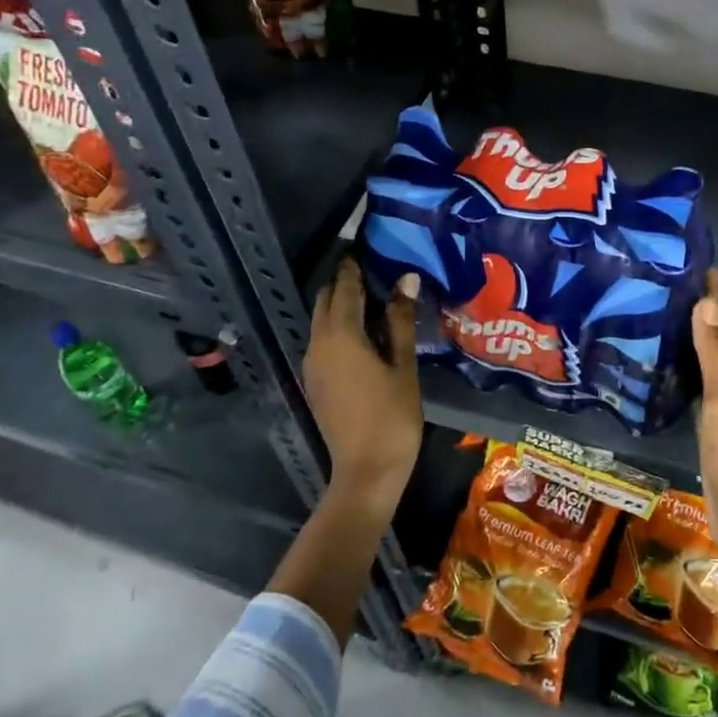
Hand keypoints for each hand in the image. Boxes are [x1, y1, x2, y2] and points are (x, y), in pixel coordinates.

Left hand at [305, 258, 422, 506]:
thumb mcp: (403, 365)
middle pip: (327, 300)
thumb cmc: (392, 416)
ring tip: (374, 298)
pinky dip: (339, 327)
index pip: (345, 287)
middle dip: (346, 282)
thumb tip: (405, 278)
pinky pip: (323, 340)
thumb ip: (400, 320)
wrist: (366, 471)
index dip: (355, 265)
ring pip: (322, 321)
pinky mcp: (315, 381)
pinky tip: (364, 333)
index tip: (367, 245)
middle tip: (375, 270)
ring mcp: (312, 364)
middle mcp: (318, 344)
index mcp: (340, 336)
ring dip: (341, 305)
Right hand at [693, 268, 717, 593]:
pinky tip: (662, 379)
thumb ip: (715, 356)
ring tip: (661, 323)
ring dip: (691, 346)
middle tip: (671, 288)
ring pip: (705, 370)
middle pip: (717, 345)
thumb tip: (707, 302)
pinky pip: (692, 398)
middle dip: (702, 316)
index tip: (702, 266)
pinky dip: (681, 381)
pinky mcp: (706, 441)